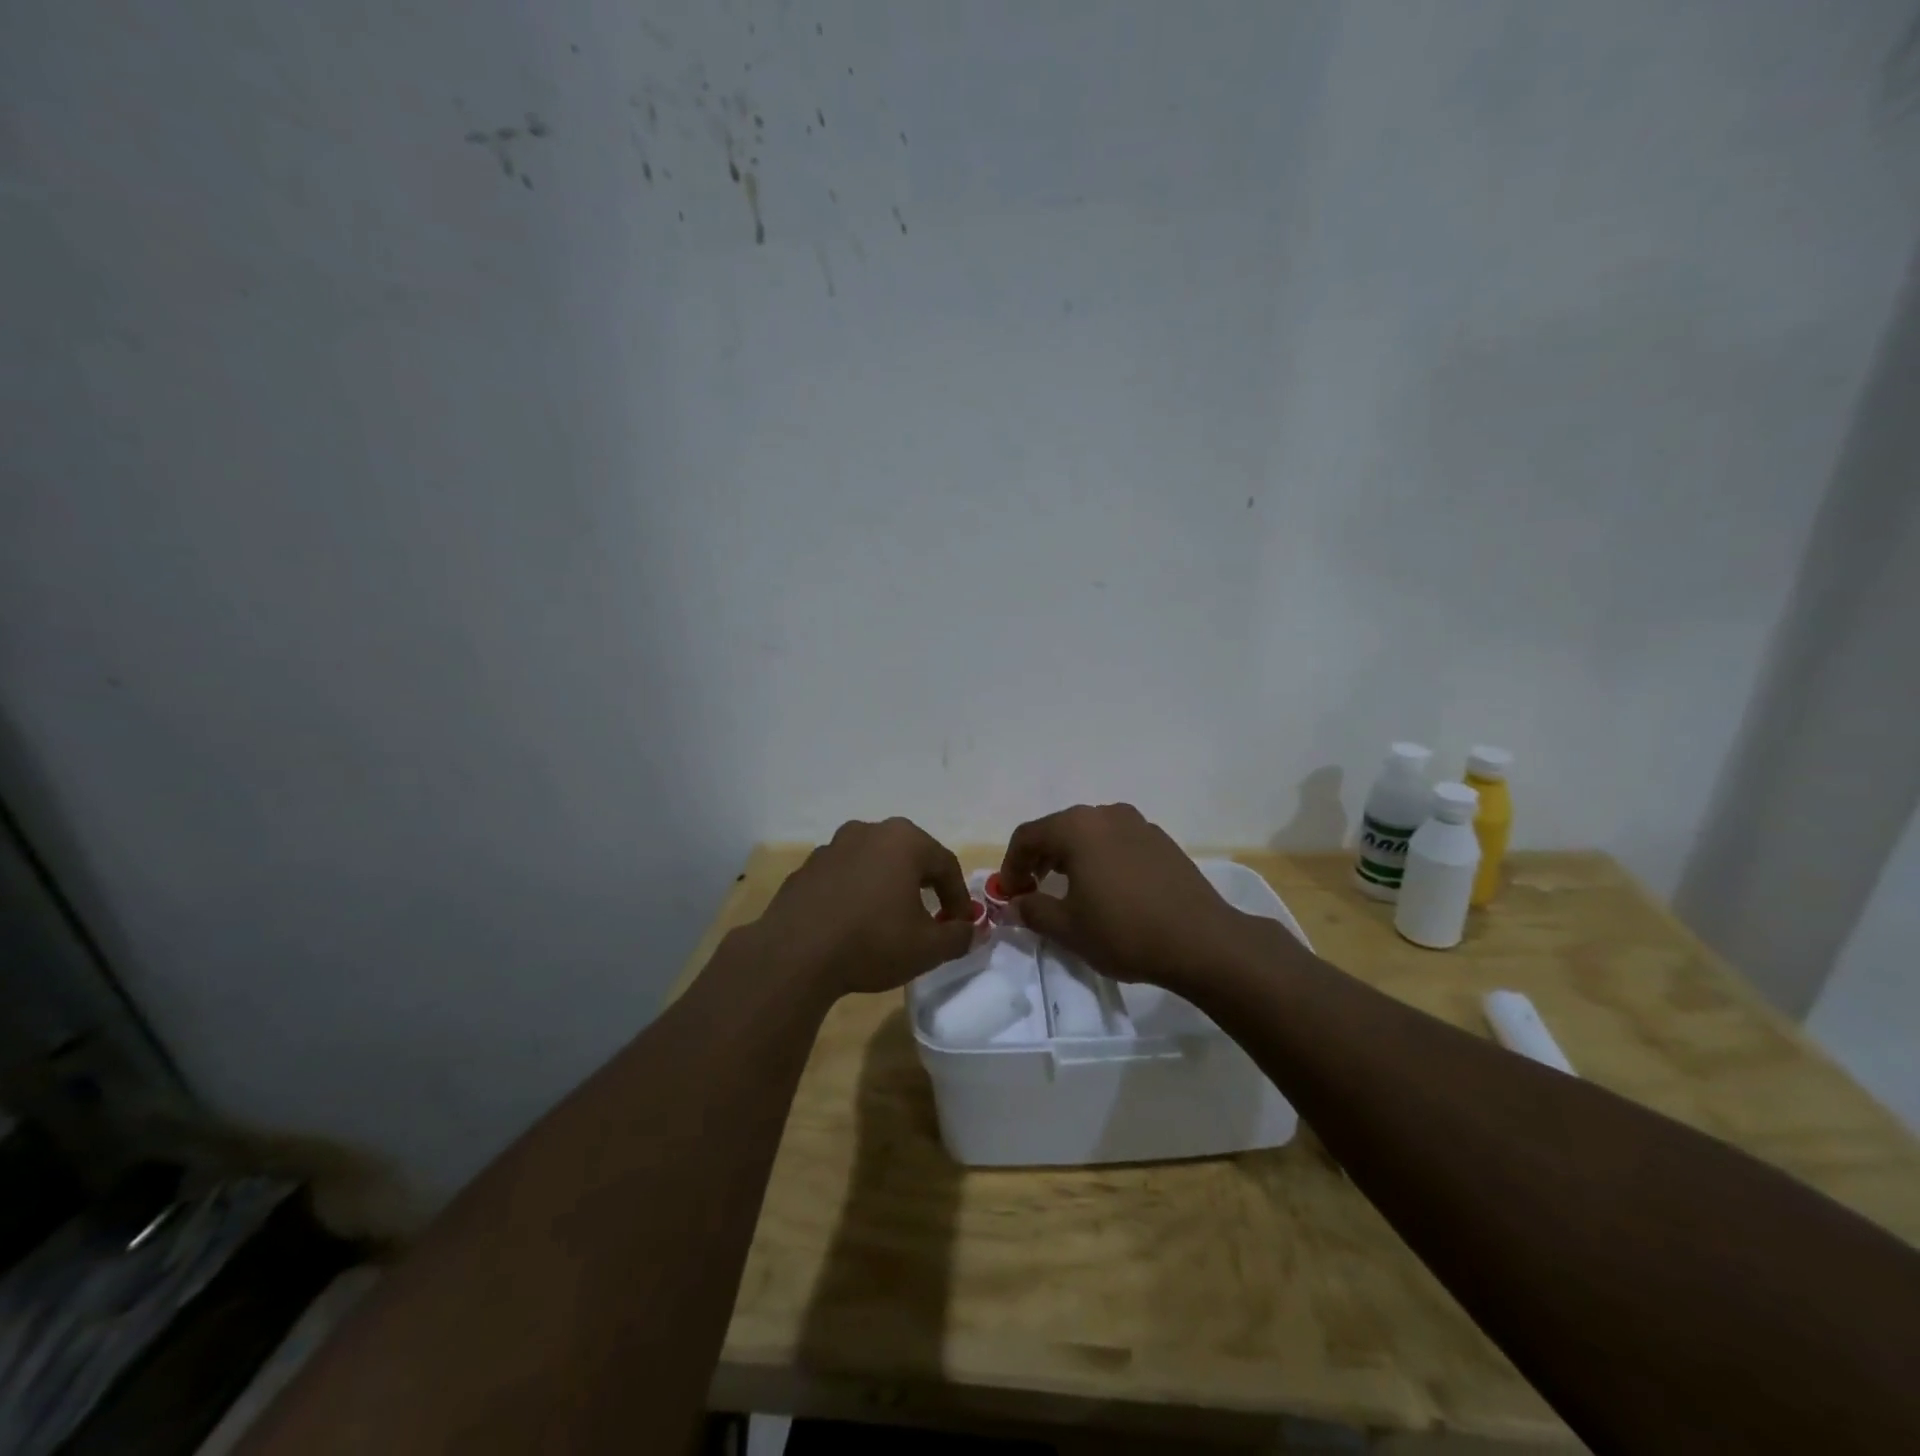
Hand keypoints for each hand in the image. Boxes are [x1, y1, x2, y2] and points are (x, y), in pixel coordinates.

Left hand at [751, 818, 974, 999]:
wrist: (794, 955)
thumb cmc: (872, 942)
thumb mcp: (928, 948)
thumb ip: (958, 936)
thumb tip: (971, 931)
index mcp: (903, 840)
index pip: (945, 864)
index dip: (959, 896)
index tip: (961, 925)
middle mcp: (868, 831)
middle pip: (909, 855)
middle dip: (924, 884)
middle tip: (931, 916)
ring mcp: (832, 847)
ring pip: (873, 863)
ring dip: (887, 885)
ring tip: (889, 918)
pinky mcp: (806, 868)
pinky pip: (844, 876)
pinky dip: (856, 892)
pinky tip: (853, 923)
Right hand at [998, 803, 1256, 993]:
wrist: (1202, 942)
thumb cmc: (1125, 932)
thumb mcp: (1068, 928)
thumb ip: (1032, 910)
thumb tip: (1015, 904)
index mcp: (1077, 828)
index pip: (1027, 836)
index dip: (1010, 865)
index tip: (1008, 895)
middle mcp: (1106, 814)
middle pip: (1058, 829)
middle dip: (1038, 859)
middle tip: (1031, 891)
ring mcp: (1138, 824)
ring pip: (1089, 834)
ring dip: (1069, 858)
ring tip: (1068, 890)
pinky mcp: (1161, 840)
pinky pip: (1116, 842)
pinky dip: (1099, 859)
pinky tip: (1107, 890)